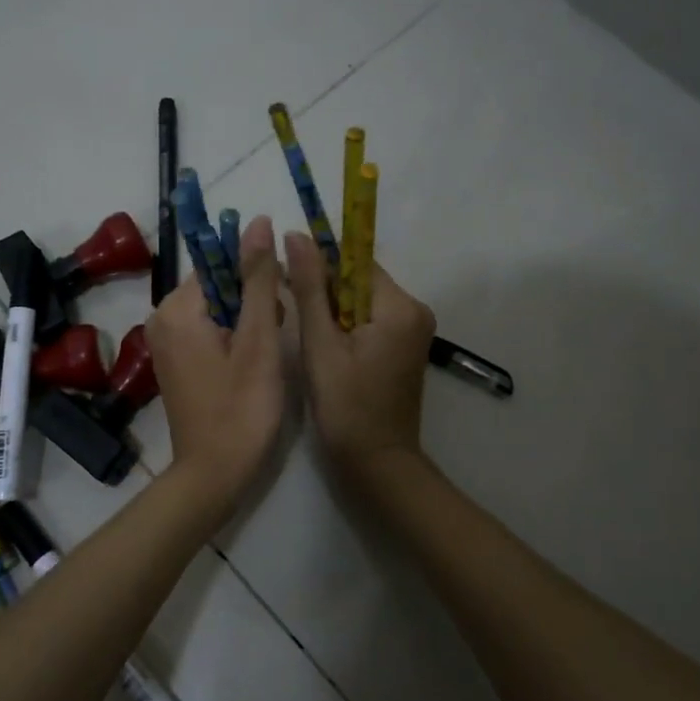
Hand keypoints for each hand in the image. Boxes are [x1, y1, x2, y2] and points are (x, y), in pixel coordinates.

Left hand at [145, 215, 286, 509]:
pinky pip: (207, 330)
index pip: (218, 262)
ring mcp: (165, 342)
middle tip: (276, 333)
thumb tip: (258, 222)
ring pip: (216, 307)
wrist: (214, 474)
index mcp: (177, 308)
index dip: (255, 274)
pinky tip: (252, 362)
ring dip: (247, 318)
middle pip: (217, 284)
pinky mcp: (174, 361)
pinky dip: (233, 336)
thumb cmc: (242, 409)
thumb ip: (258, 280)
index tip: (280, 300)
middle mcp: (162, 318)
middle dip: (252, 299)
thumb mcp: (258, 341)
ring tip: (267, 351)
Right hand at [285, 233, 436, 485]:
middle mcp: (415, 311)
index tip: (284, 268)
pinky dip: (346, 325)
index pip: (356, 262)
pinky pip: (371, 321)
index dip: (319, 262)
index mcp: (400, 307)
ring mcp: (413, 331)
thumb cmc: (346, 407)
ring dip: (332, 307)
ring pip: (363, 301)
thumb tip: (296, 236)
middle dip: (324, 287)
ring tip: (301, 324)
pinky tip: (323, 342)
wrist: (377, 464)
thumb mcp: (320, 344)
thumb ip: (309, 288)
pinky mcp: (405, 348)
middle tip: (286, 300)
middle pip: (361, 281)